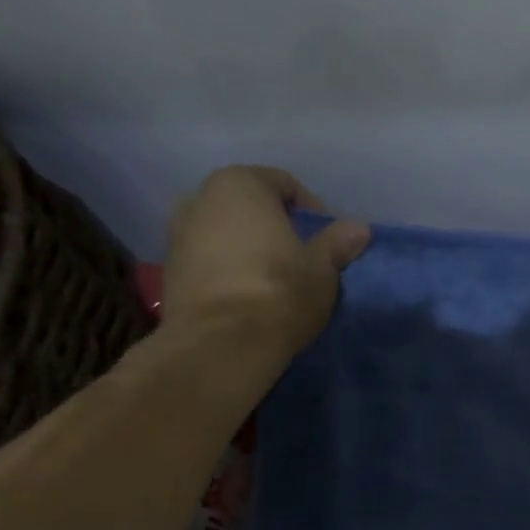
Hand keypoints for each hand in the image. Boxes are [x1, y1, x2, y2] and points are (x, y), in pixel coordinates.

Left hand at [162, 167, 370, 354]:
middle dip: (278, 228)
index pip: (286, 184)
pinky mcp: (170, 270)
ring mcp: (177, 233)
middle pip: (251, 206)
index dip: (313, 211)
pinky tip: (250, 296)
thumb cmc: (278, 292)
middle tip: (304, 259)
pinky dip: (230, 269)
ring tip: (276, 280)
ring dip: (252, 249)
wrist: (220, 345)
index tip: (328, 242)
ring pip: (228, 233)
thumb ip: (338, 242)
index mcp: (239, 184)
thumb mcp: (323, 268)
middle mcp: (200, 197)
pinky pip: (210, 259)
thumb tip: (359, 227)